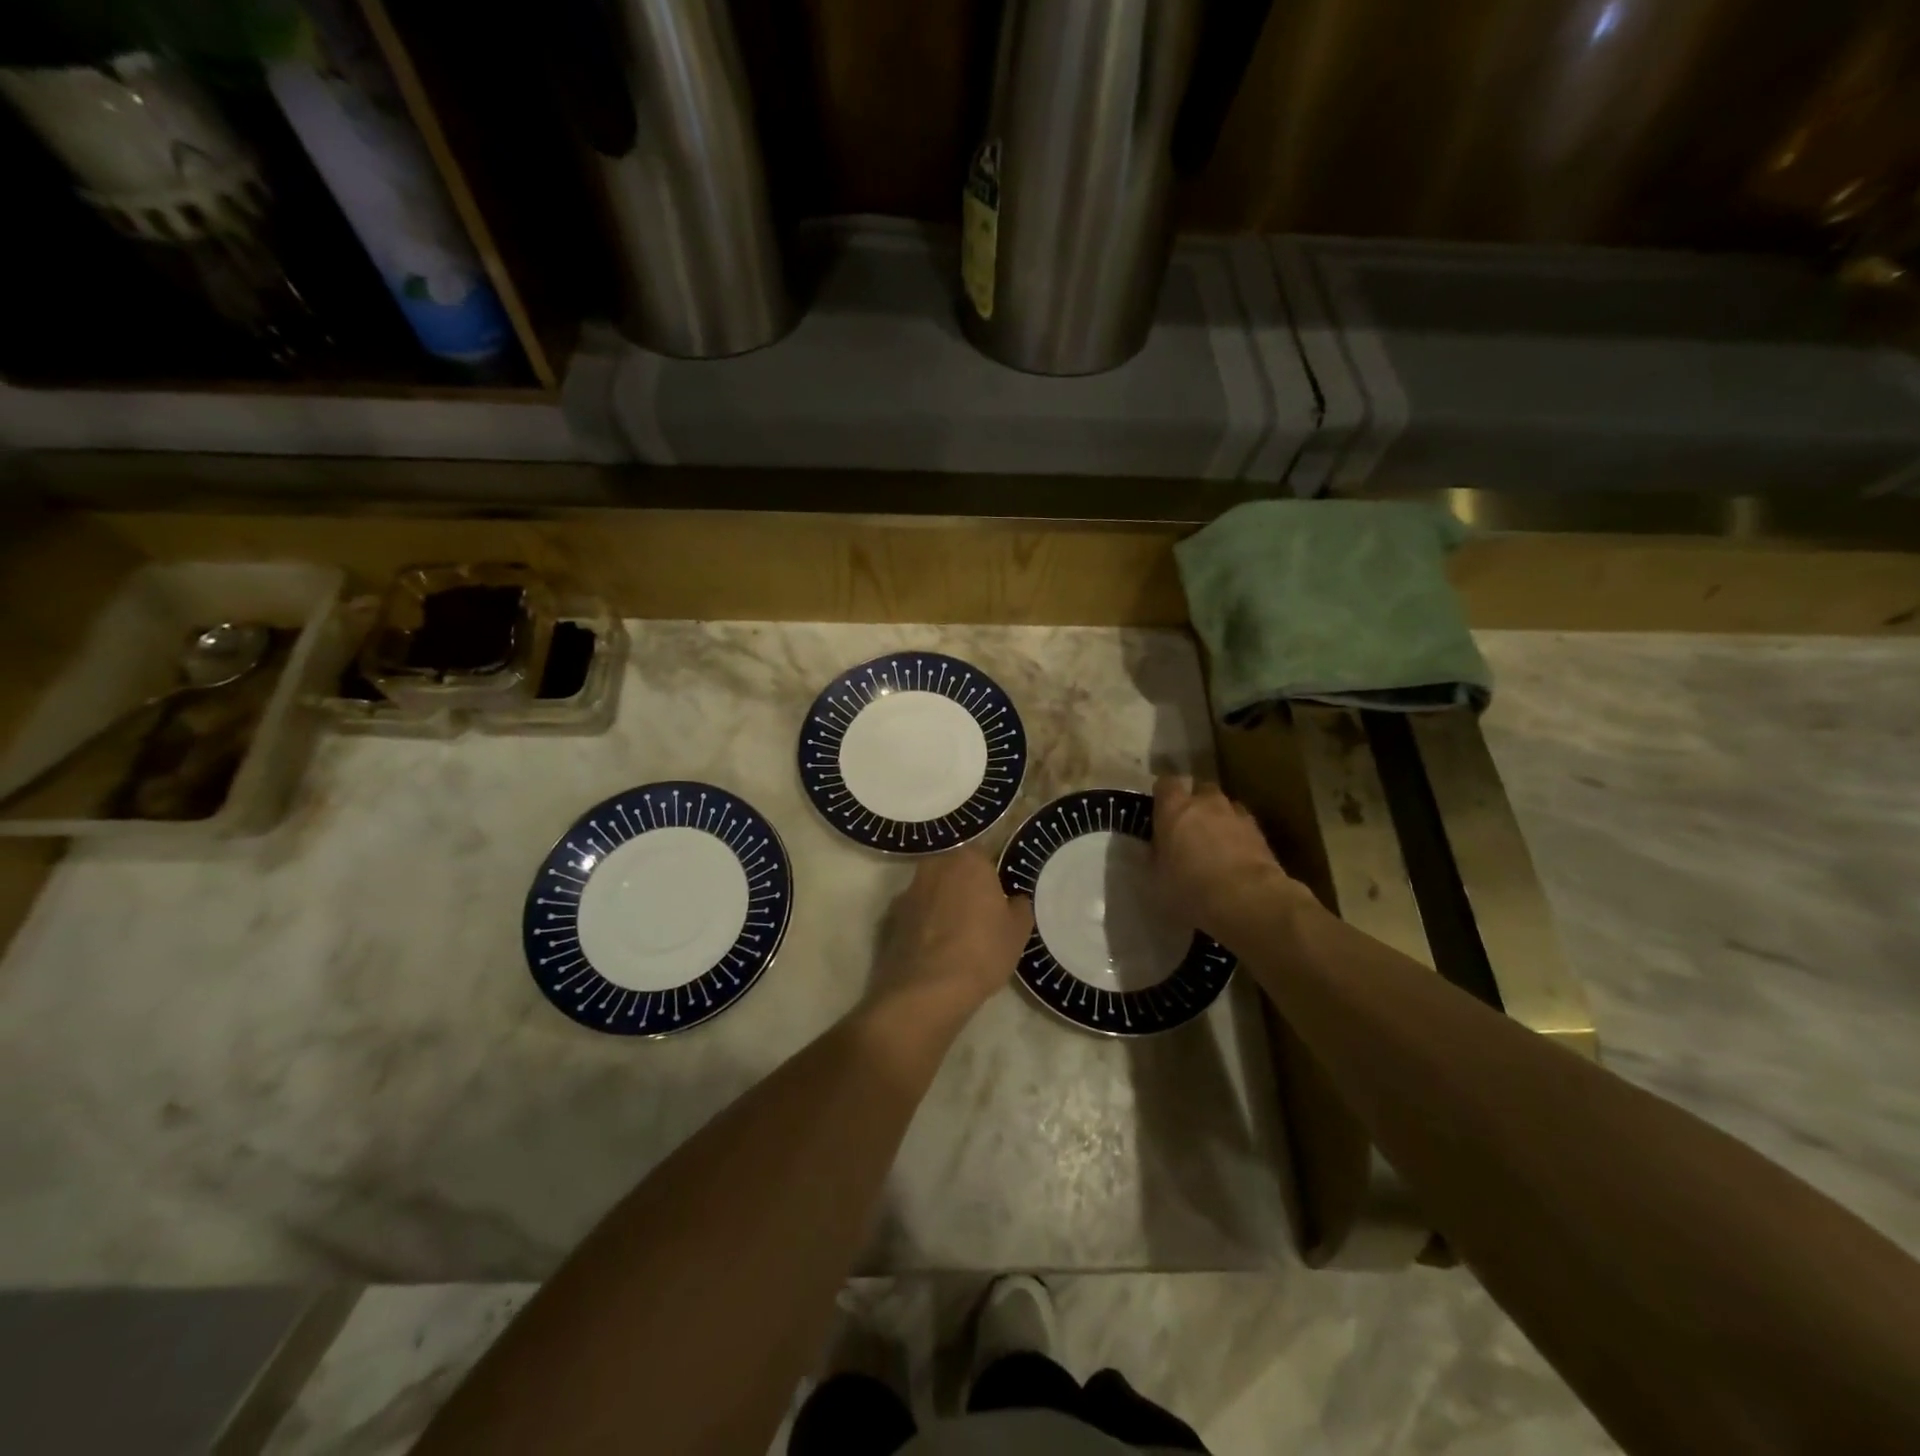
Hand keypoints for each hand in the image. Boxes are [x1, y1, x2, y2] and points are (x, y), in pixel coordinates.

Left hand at [869, 848, 1033, 1021]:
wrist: (928, 989)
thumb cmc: (982, 951)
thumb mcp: (1017, 932)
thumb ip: (1019, 907)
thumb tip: (1014, 900)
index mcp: (969, 860)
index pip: (985, 859)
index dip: (992, 881)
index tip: (997, 902)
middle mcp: (935, 866)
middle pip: (954, 871)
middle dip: (963, 888)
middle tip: (977, 918)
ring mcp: (908, 890)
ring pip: (931, 892)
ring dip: (940, 905)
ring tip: (953, 938)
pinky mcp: (890, 917)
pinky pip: (914, 915)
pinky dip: (922, 925)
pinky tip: (932, 950)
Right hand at [1152, 775, 1314, 945]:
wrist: (1247, 900)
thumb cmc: (1189, 887)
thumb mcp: (1156, 877)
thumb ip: (1155, 855)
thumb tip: (1154, 849)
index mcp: (1174, 807)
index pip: (1166, 784)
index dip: (1163, 796)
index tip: (1159, 812)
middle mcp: (1206, 803)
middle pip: (1200, 790)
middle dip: (1195, 804)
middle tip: (1188, 829)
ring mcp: (1237, 816)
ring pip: (1226, 808)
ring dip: (1219, 820)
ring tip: (1215, 847)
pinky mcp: (1261, 835)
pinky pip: (1244, 828)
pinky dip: (1239, 838)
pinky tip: (1236, 861)